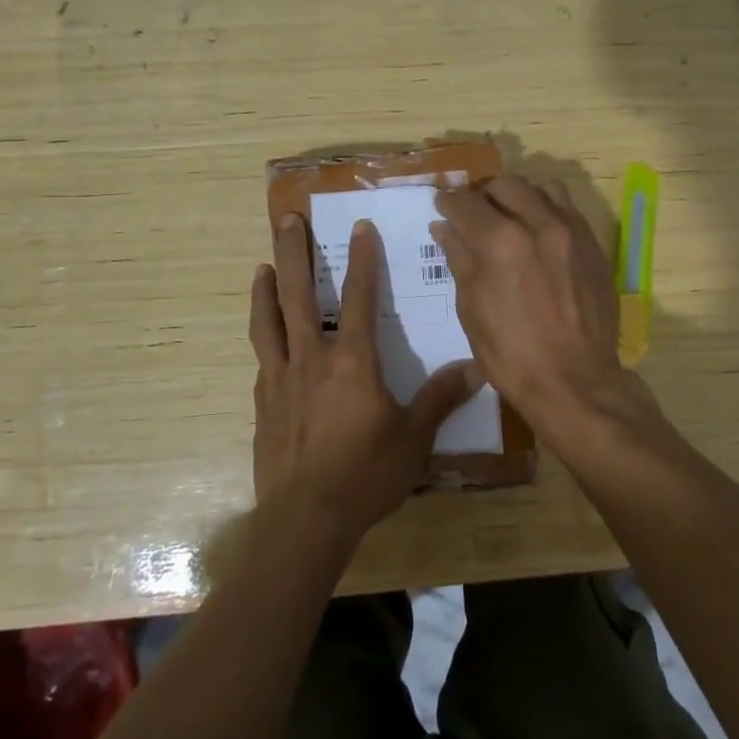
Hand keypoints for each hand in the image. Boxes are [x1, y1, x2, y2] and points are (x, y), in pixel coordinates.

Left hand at [249, 214, 481, 546]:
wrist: (305, 519)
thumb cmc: (365, 475)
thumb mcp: (413, 438)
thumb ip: (440, 398)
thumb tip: (477, 367)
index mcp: (351, 361)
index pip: (358, 297)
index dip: (362, 259)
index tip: (360, 226)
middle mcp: (311, 358)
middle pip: (298, 294)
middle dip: (294, 252)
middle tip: (287, 219)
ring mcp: (280, 379)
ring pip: (267, 322)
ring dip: (265, 289)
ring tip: (262, 266)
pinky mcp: (263, 404)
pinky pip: (262, 360)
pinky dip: (264, 340)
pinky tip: (267, 343)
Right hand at [429, 178, 632, 428]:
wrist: (575, 381)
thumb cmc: (511, 353)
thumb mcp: (472, 308)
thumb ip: (459, 259)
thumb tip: (445, 227)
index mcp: (501, 241)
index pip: (466, 203)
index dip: (448, 202)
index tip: (442, 206)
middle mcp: (538, 224)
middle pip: (504, 185)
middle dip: (483, 194)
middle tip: (473, 212)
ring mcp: (572, 232)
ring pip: (541, 188)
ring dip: (519, 195)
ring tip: (509, 215)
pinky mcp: (593, 245)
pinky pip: (568, 209)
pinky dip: (547, 209)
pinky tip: (539, 232)